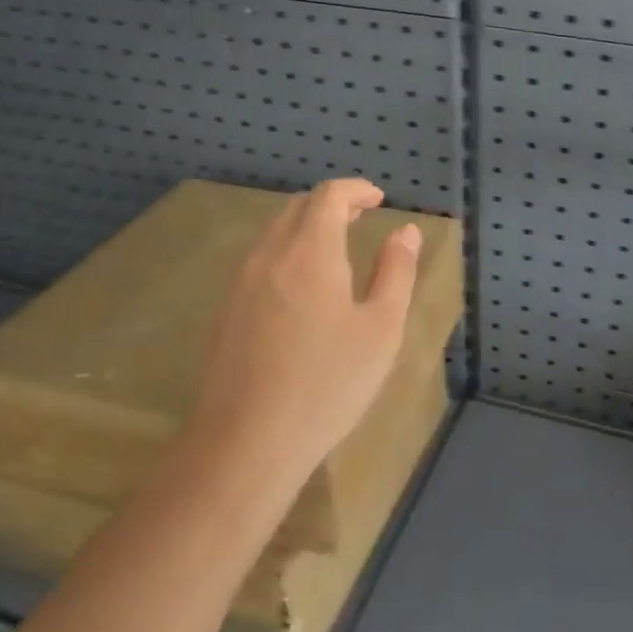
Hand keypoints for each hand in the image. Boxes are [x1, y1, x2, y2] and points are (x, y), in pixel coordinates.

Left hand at [190, 177, 421, 487]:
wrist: (247, 442)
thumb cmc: (328, 383)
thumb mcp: (381, 328)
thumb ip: (396, 272)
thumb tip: (406, 232)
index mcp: (310, 252)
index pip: (328, 196)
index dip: (356, 189)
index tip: (379, 199)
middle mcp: (269, 256)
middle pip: (297, 208)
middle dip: (331, 204)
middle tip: (361, 218)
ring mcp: (240, 284)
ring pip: (274, 234)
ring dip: (306, 227)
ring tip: (335, 248)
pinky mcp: (225, 312)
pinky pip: (259, 261)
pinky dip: (287, 252)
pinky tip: (302, 287)